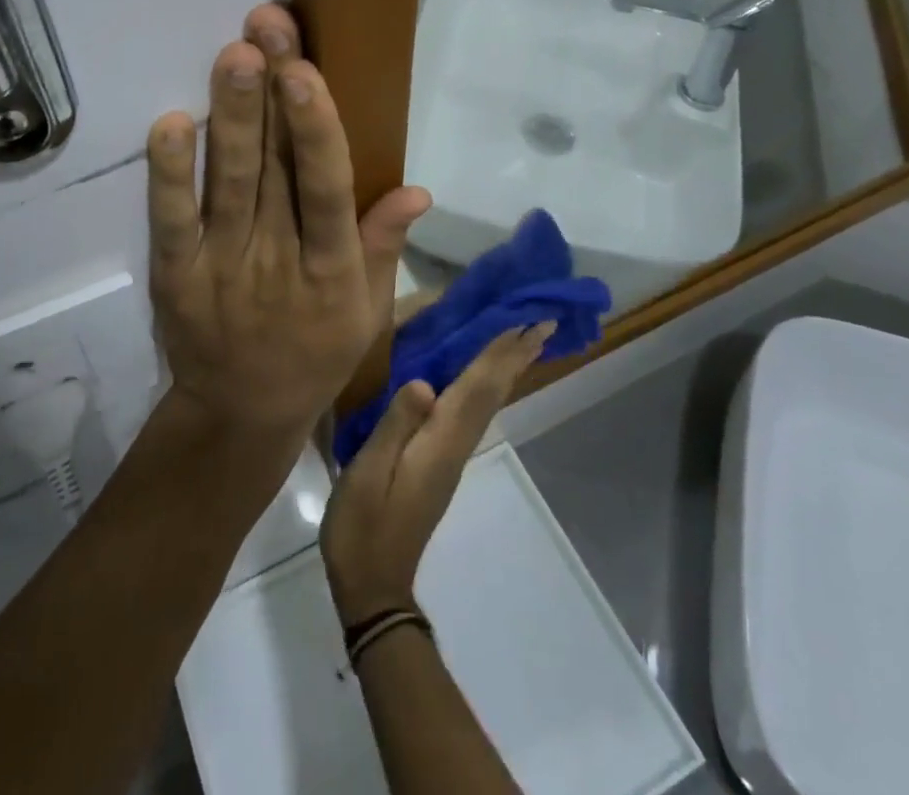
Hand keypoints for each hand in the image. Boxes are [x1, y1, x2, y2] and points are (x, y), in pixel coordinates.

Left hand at [146, 5, 428, 439]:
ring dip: (231, 118)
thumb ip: (383, 245)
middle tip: (267, 26)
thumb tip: (419, 189)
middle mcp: (279, 262)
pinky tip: (171, 123)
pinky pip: (170, 221)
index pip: (328, 191)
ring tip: (234, 54)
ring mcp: (223, 267)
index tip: (307, 72)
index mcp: (333, 269)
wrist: (241, 413)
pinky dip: (168, 175)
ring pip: (229, 184)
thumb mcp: (364, 309)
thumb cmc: (315, 352)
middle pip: (276, 170)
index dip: (317, 131)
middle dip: (272, 94)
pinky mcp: (176, 276)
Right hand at [320, 324, 553, 624]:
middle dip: (516, 356)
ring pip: (486, 402)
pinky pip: (472, 412)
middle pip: (491, 393)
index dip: (501, 353)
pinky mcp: (440, 463)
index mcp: (440, 442)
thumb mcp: (369, 473)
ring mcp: (450, 456)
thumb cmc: (364, 526)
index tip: (529, 324)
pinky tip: (482, 380)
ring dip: (506, 368)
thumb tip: (424, 384)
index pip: (478, 387)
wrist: (373, 586)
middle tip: (544, 322)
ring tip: (522, 341)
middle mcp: (454, 445)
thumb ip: (395, 426)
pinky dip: (485, 386)